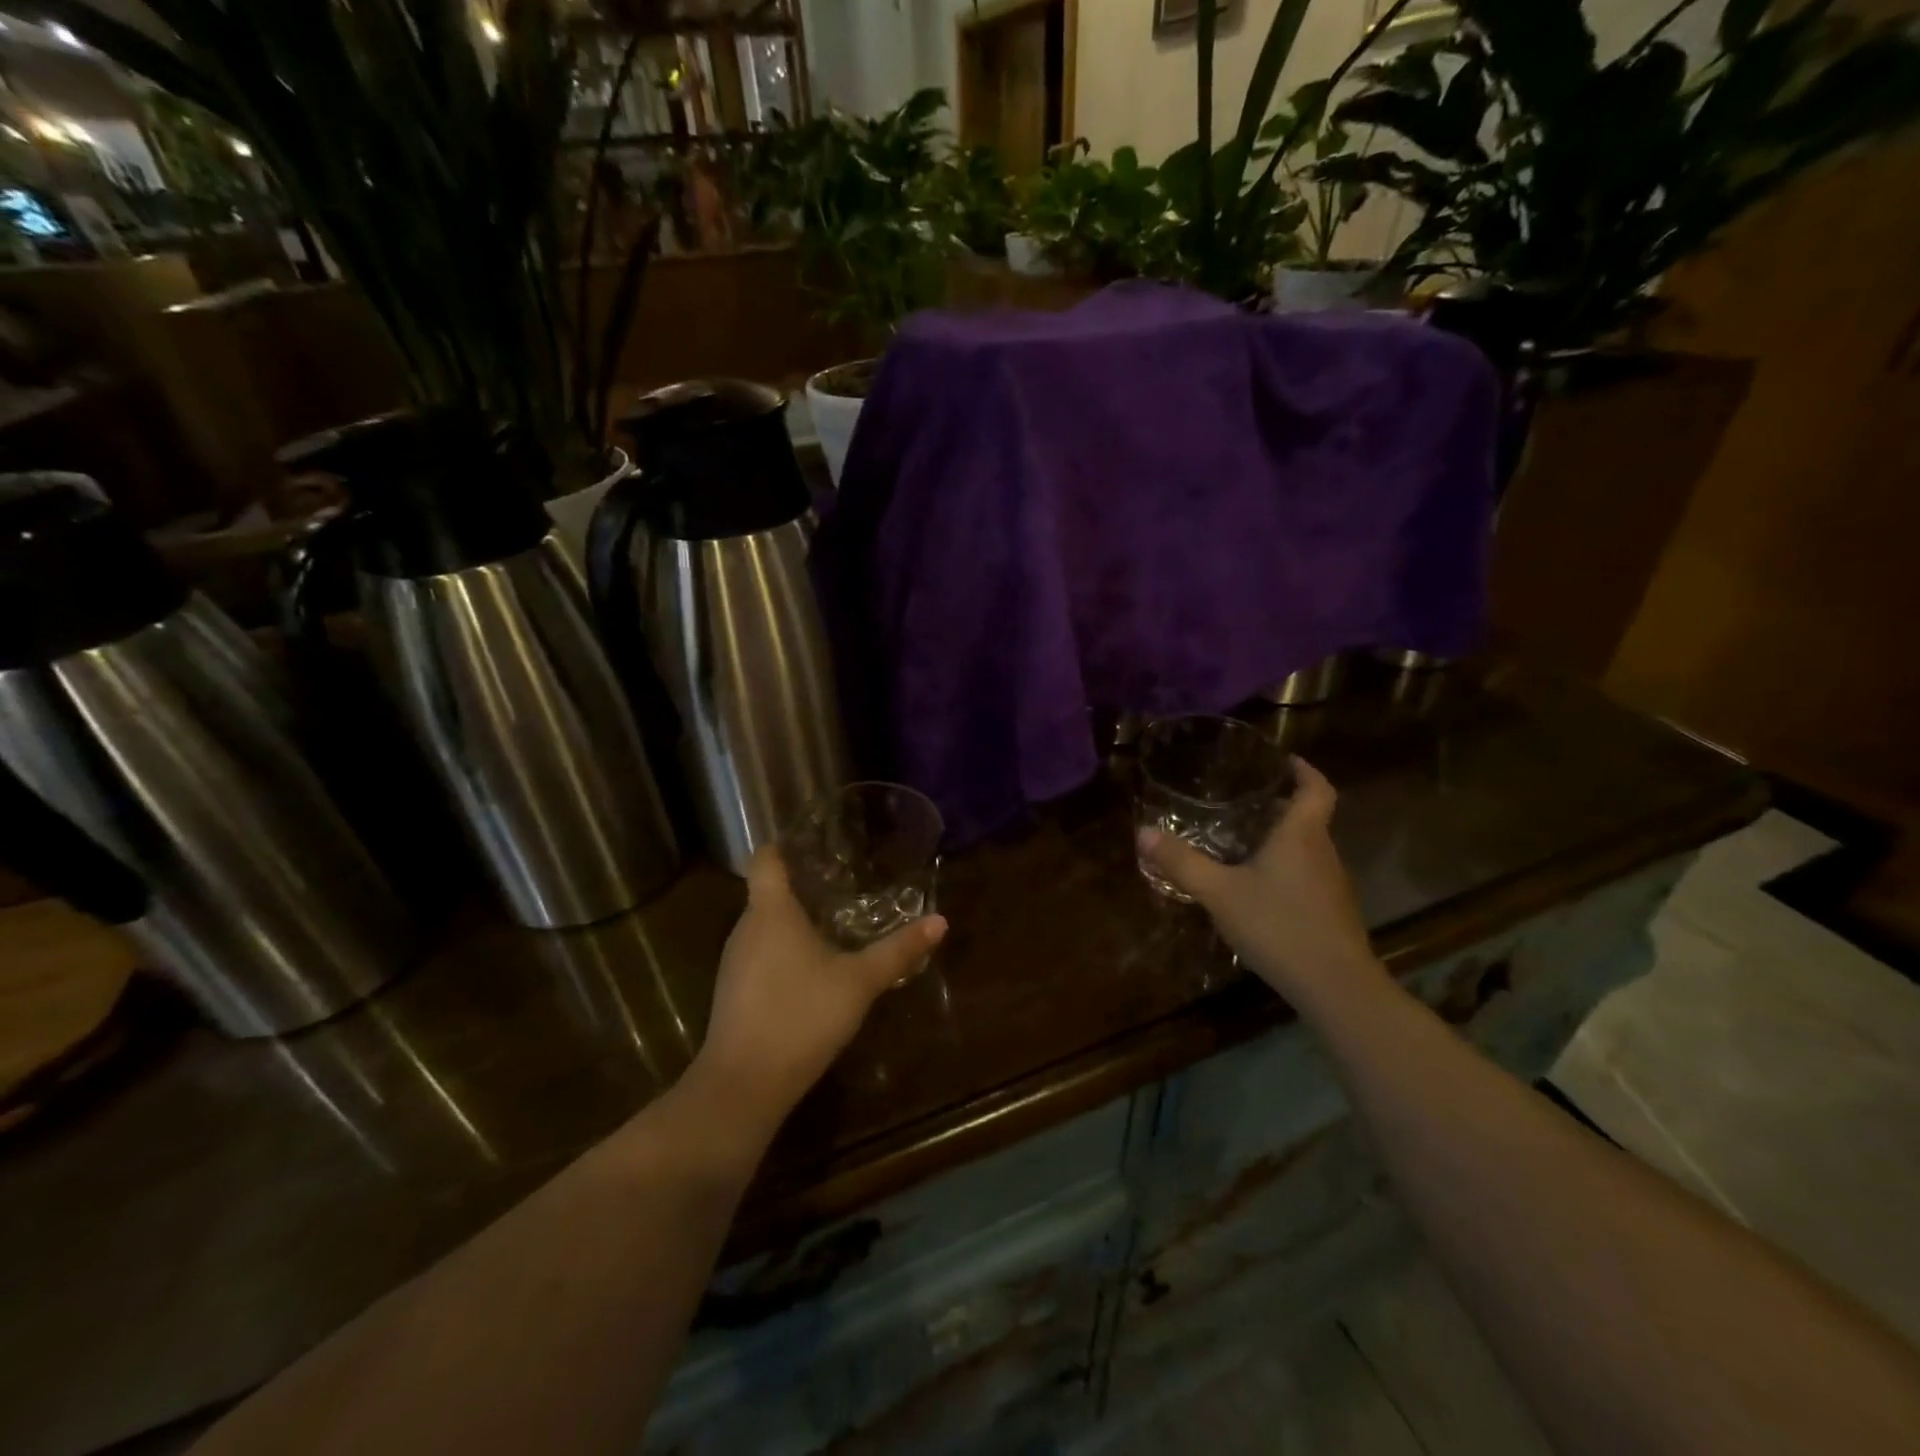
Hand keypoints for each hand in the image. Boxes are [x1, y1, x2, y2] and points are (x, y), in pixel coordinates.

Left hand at [692, 847, 947, 1132]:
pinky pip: (761, 955)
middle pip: (768, 891)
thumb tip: (939, 921)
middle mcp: (746, 928)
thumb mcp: (859, 982)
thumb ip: (898, 950)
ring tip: (835, 922)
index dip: (785, 844)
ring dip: (795, 921)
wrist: (744, 1085)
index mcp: (771, 911)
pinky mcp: (734, 992)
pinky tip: (814, 969)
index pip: (765, 858)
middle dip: (803, 884)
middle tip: (845, 881)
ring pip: (765, 926)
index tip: (815, 841)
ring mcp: (735, 962)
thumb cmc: (801, 1016)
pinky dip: (785, 951)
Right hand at [1138, 757, 1383, 1012]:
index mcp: (1301, 834)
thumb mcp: (1220, 893)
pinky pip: (1307, 875)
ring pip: (1307, 848)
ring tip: (1242, 842)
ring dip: (1281, 839)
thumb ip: (1182, 863)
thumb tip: (1142, 832)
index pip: (1316, 788)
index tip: (1283, 760)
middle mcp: (1322, 852)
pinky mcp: (1331, 911)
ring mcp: (1331, 884)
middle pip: (1309, 817)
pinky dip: (1285, 869)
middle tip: (1243, 801)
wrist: (1336, 986)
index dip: (1303, 770)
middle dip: (1280, 805)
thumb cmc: (1278, 925)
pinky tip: (1257, 889)